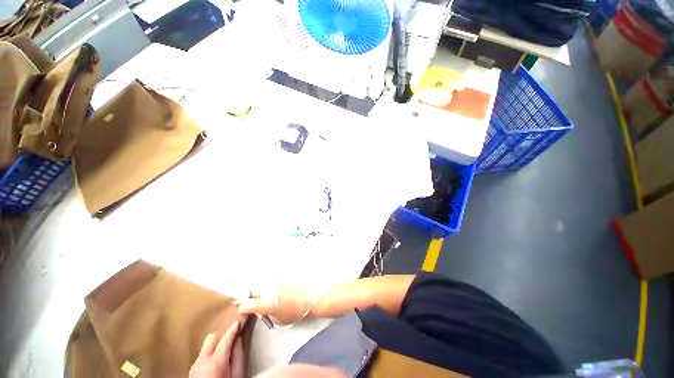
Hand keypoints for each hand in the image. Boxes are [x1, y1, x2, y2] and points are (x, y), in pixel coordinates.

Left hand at [189, 320, 244, 377]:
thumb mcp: (237, 376)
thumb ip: (238, 357)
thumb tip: (239, 340)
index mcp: (215, 362)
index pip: (225, 338)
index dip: (234, 328)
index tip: (240, 320)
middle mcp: (201, 361)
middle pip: (212, 338)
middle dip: (222, 336)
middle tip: (231, 341)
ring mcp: (194, 366)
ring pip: (206, 347)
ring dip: (216, 347)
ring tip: (224, 355)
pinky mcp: (191, 371)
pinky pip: (202, 356)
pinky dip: (210, 355)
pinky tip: (215, 364)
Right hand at [236, 285, 321, 324]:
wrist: (312, 297)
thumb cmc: (297, 311)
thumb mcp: (279, 319)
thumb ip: (266, 314)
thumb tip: (261, 310)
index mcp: (267, 303)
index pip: (246, 304)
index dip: (243, 308)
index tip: (245, 310)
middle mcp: (269, 289)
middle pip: (252, 290)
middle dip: (253, 296)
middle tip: (258, 300)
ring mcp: (276, 280)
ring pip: (263, 283)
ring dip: (264, 289)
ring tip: (272, 293)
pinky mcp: (283, 274)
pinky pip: (273, 278)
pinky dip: (274, 283)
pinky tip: (281, 287)